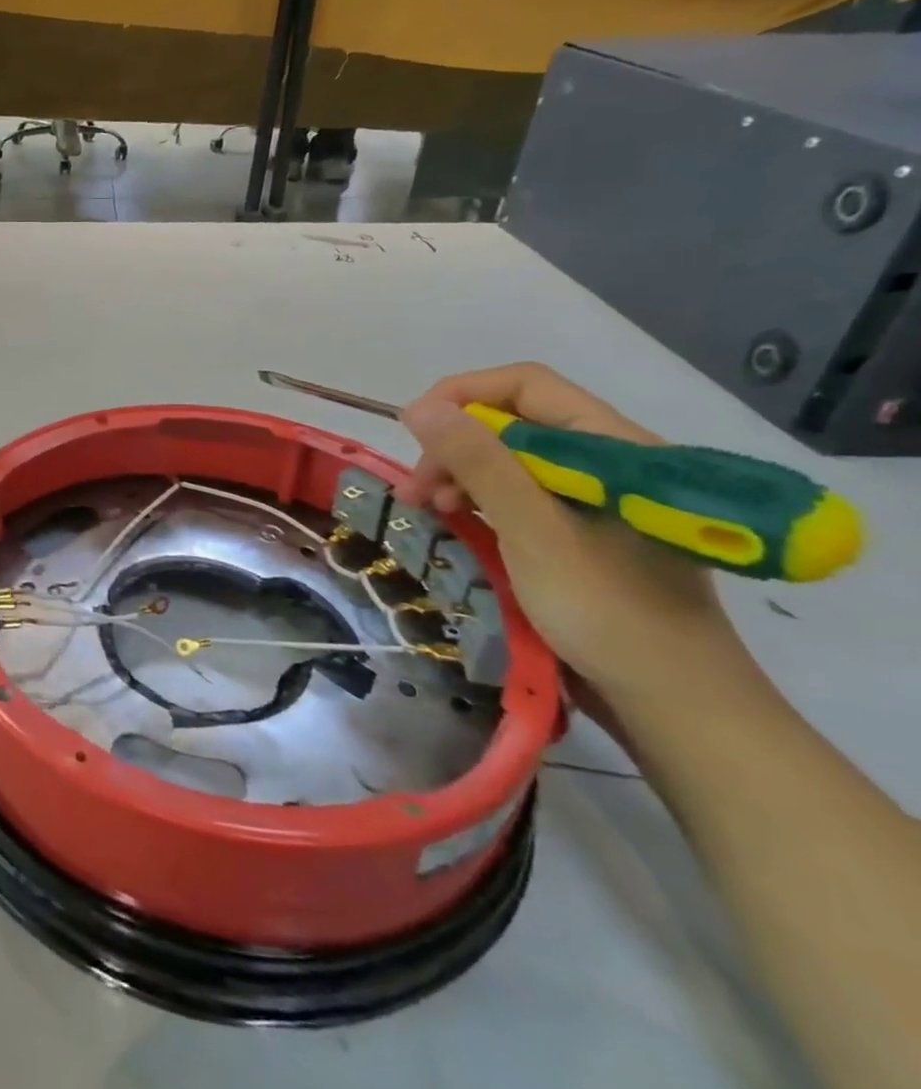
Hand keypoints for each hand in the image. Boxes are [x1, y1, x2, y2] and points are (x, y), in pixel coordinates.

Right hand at [397, 363, 745, 701]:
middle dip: (454, 445)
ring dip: (460, 474)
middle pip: (515, 421)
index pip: (528, 385)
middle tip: (417, 490)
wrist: (673, 703)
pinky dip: (480, 500)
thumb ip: (480, 463)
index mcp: (615, 447)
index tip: (415, 430)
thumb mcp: (532, 531)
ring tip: (428, 510)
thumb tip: (422, 407)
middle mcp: (609, 462)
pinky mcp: (583, 530)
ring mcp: (597, 498)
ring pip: (512, 458)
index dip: (463, 395)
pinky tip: (457, 522)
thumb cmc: (606, 611)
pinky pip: (520, 493)